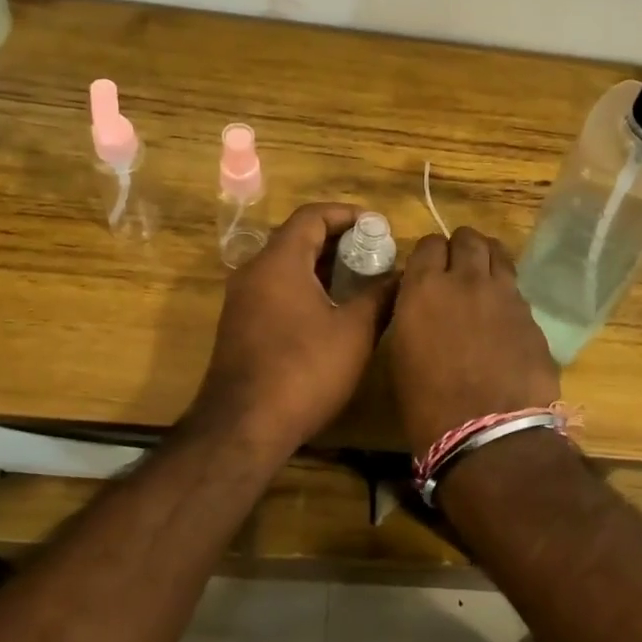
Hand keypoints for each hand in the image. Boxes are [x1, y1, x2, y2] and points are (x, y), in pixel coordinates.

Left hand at [189, 202, 395, 464]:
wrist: (244, 427)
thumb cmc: (304, 370)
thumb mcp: (354, 332)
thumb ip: (380, 297)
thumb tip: (402, 277)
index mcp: (279, 262)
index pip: (312, 216)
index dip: (347, 215)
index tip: (378, 226)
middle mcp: (254, 272)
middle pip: (297, 239)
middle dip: (338, 242)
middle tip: (375, 255)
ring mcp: (242, 300)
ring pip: (286, 267)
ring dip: (322, 267)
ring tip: (361, 282)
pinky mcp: (240, 326)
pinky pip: (276, 291)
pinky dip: (305, 288)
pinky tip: (332, 312)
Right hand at [387, 226, 558, 453]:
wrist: (489, 435)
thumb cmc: (428, 406)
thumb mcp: (402, 355)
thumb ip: (413, 315)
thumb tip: (423, 305)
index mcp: (424, 289)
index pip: (429, 244)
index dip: (429, 255)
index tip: (427, 270)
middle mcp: (466, 280)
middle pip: (468, 239)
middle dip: (460, 248)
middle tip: (456, 269)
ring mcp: (505, 295)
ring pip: (498, 254)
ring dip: (487, 259)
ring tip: (483, 279)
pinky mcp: (531, 315)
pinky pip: (516, 289)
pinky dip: (506, 292)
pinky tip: (502, 316)